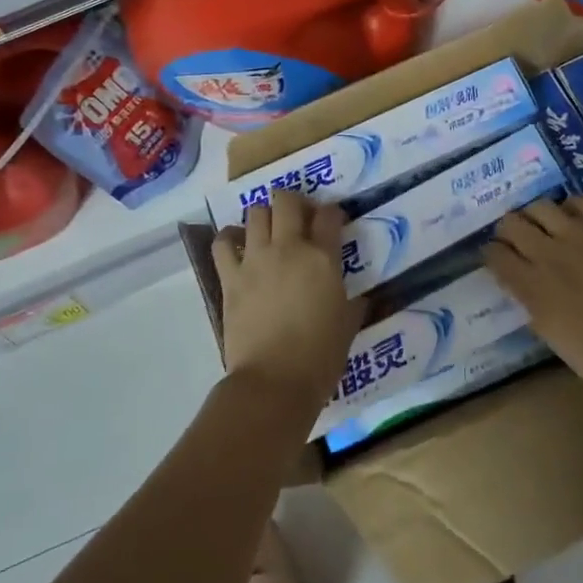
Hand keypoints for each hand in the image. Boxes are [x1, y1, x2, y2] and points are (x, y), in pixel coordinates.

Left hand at [212, 190, 363, 419]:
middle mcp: (289, 248)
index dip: (332, 213)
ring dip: (264, 216)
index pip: (329, 215)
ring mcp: (256, 259)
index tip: (332, 221)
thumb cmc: (320, 356)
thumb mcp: (348, 324)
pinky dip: (229, 237)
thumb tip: (359, 298)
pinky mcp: (230, 277)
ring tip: (268, 230)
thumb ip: (353, 303)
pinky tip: (237, 244)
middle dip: (294, 201)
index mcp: (323, 258)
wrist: (275, 381)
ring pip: (255, 213)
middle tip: (299, 217)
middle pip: (287, 201)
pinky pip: (223, 243)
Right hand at [483, 196, 582, 411]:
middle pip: (511, 223)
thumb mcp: (552, 337)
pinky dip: (571, 207)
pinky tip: (573, 220)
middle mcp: (549, 256)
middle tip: (514, 241)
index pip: (494, 255)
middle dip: (506, 230)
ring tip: (541, 226)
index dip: (490, 255)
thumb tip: (523, 287)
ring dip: (534, 215)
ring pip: (541, 206)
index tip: (495, 260)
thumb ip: (532, 305)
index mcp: (532, 288)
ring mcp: (580, 240)